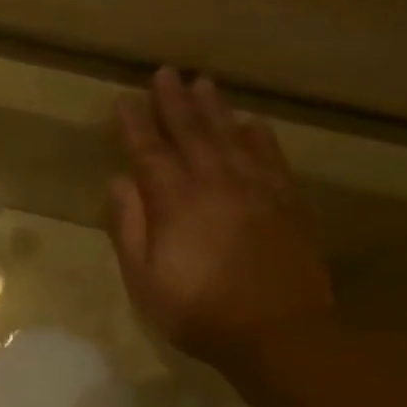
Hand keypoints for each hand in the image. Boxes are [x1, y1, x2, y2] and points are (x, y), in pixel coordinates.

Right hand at [109, 67, 333, 365]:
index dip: (135, 125)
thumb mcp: (143, 278)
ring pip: (231, 137)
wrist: (278, 332)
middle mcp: (216, 183)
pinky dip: (258, 136)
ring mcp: (257, 189)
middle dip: (174, 102)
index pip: (149, 152)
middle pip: (192, 133)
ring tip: (202, 84)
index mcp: (176, 202)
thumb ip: (129, 227)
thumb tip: (119, 183)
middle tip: (164, 73)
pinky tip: (250, 123)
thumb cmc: (197, 310)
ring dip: (214, 109)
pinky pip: (270, 157)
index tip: (123, 101)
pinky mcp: (287, 202)